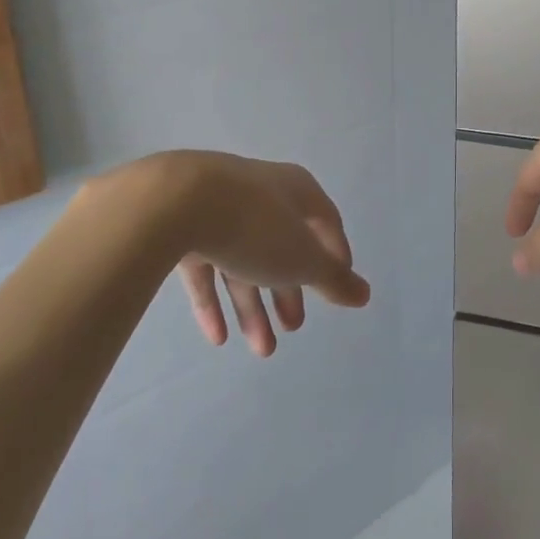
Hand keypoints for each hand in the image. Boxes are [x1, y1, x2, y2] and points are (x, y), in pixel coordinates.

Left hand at [142, 152, 370, 356]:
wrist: (174, 202)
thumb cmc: (255, 226)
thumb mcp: (302, 259)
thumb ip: (333, 279)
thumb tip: (364, 293)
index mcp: (295, 189)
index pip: (325, 221)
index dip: (335, 255)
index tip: (337, 288)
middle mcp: (260, 192)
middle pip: (282, 245)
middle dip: (289, 290)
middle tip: (294, 327)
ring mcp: (219, 207)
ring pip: (243, 260)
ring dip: (253, 305)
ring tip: (262, 349)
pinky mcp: (182, 225)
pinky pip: (205, 266)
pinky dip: (214, 300)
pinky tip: (217, 338)